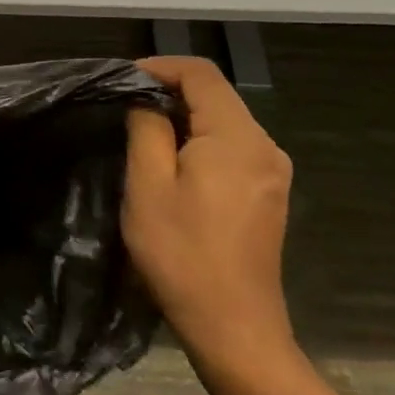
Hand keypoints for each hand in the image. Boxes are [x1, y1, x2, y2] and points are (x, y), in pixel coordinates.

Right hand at [123, 56, 295, 373]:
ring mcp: (272, 172)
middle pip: (216, 94)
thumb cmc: (182, 254)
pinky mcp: (269, 193)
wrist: (234, 328)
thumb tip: (147, 103)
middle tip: (124, 106)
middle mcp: (265, 147)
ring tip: (141, 132)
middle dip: (169, 90)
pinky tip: (172, 161)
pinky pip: (232, 145)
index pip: (202, 74)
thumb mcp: (148, 185)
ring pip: (224, 119)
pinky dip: (199, 138)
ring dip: (183, 115)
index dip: (160, 66)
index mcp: (238, 139)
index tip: (122, 81)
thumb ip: (147, 129)